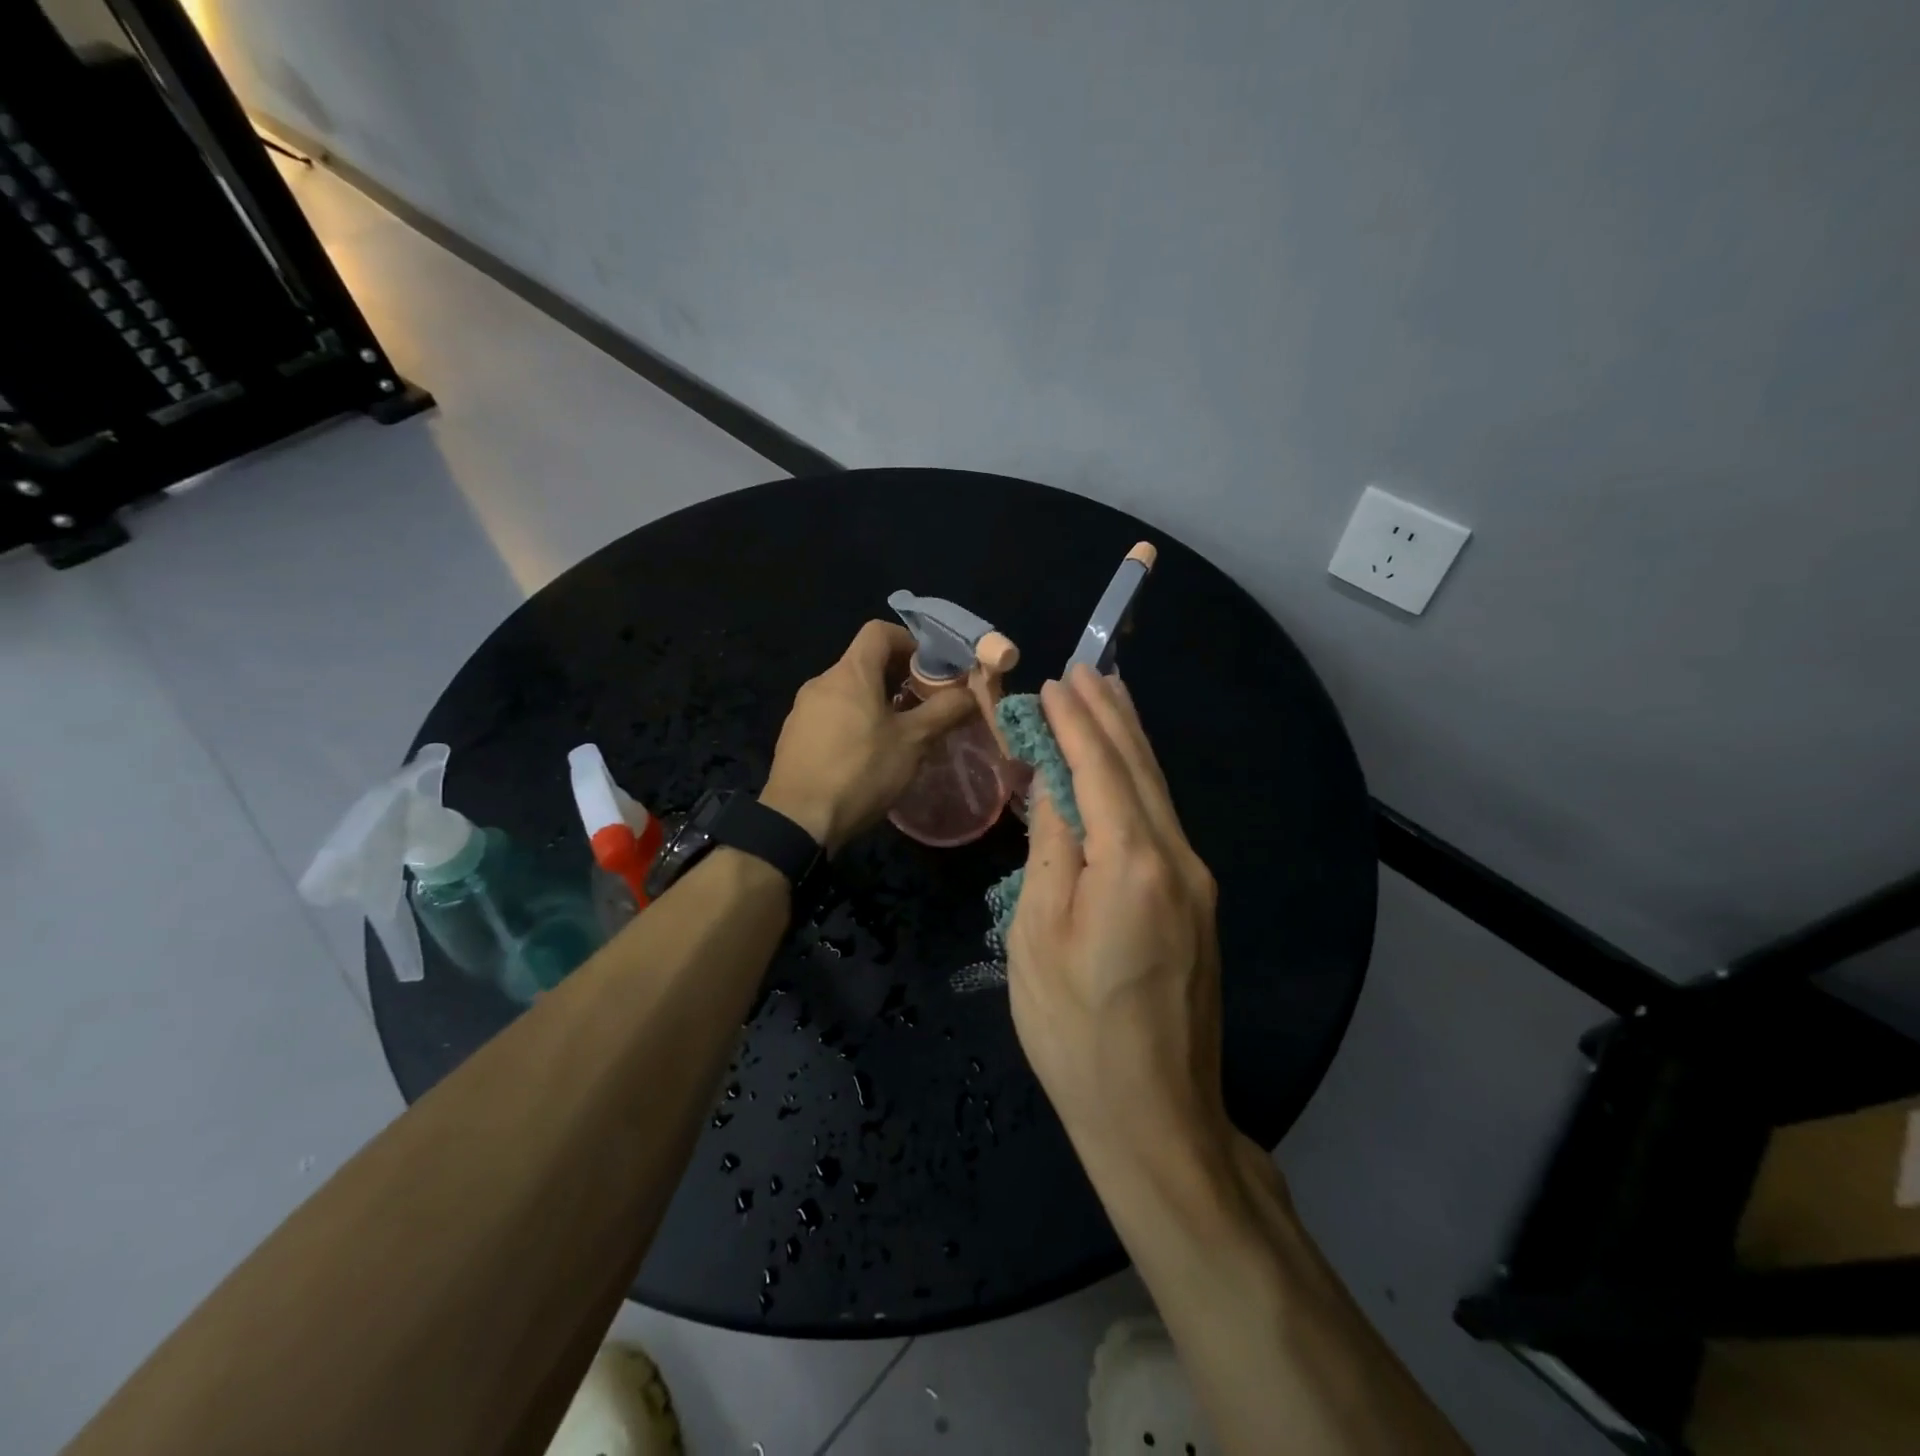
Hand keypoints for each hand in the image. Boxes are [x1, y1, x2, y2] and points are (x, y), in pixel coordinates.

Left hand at [760, 621, 975, 853]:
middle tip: (923, 704)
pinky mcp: (793, 736)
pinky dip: (853, 721)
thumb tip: (972, 693)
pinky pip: (830, 715)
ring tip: (898, 733)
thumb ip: (945, 711)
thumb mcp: (913, 742)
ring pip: (847, 691)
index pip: (879, 632)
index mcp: (850, 673)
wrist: (798, 820)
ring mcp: (802, 709)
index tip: (930, 668)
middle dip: (897, 676)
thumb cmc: (861, 772)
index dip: (909, 641)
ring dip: (875, 701)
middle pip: (863, 662)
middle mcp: (822, 681)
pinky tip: (865, 755)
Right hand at [1005, 665, 1230, 1165]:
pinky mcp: (1198, 906)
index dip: (1075, 723)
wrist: (1154, 1117)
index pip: (1098, 770)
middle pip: (1139, 769)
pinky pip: (1164, 823)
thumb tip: (1055, 788)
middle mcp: (1177, 860)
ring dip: (1130, 742)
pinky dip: (1140, 783)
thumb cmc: (1075, 1031)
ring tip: (1111, 698)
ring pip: (1158, 793)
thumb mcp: (1037, 936)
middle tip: (1088, 670)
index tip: (1055, 683)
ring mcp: (1196, 883)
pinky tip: (1127, 772)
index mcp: (1131, 863)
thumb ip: (1052, 851)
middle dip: (1111, 716)